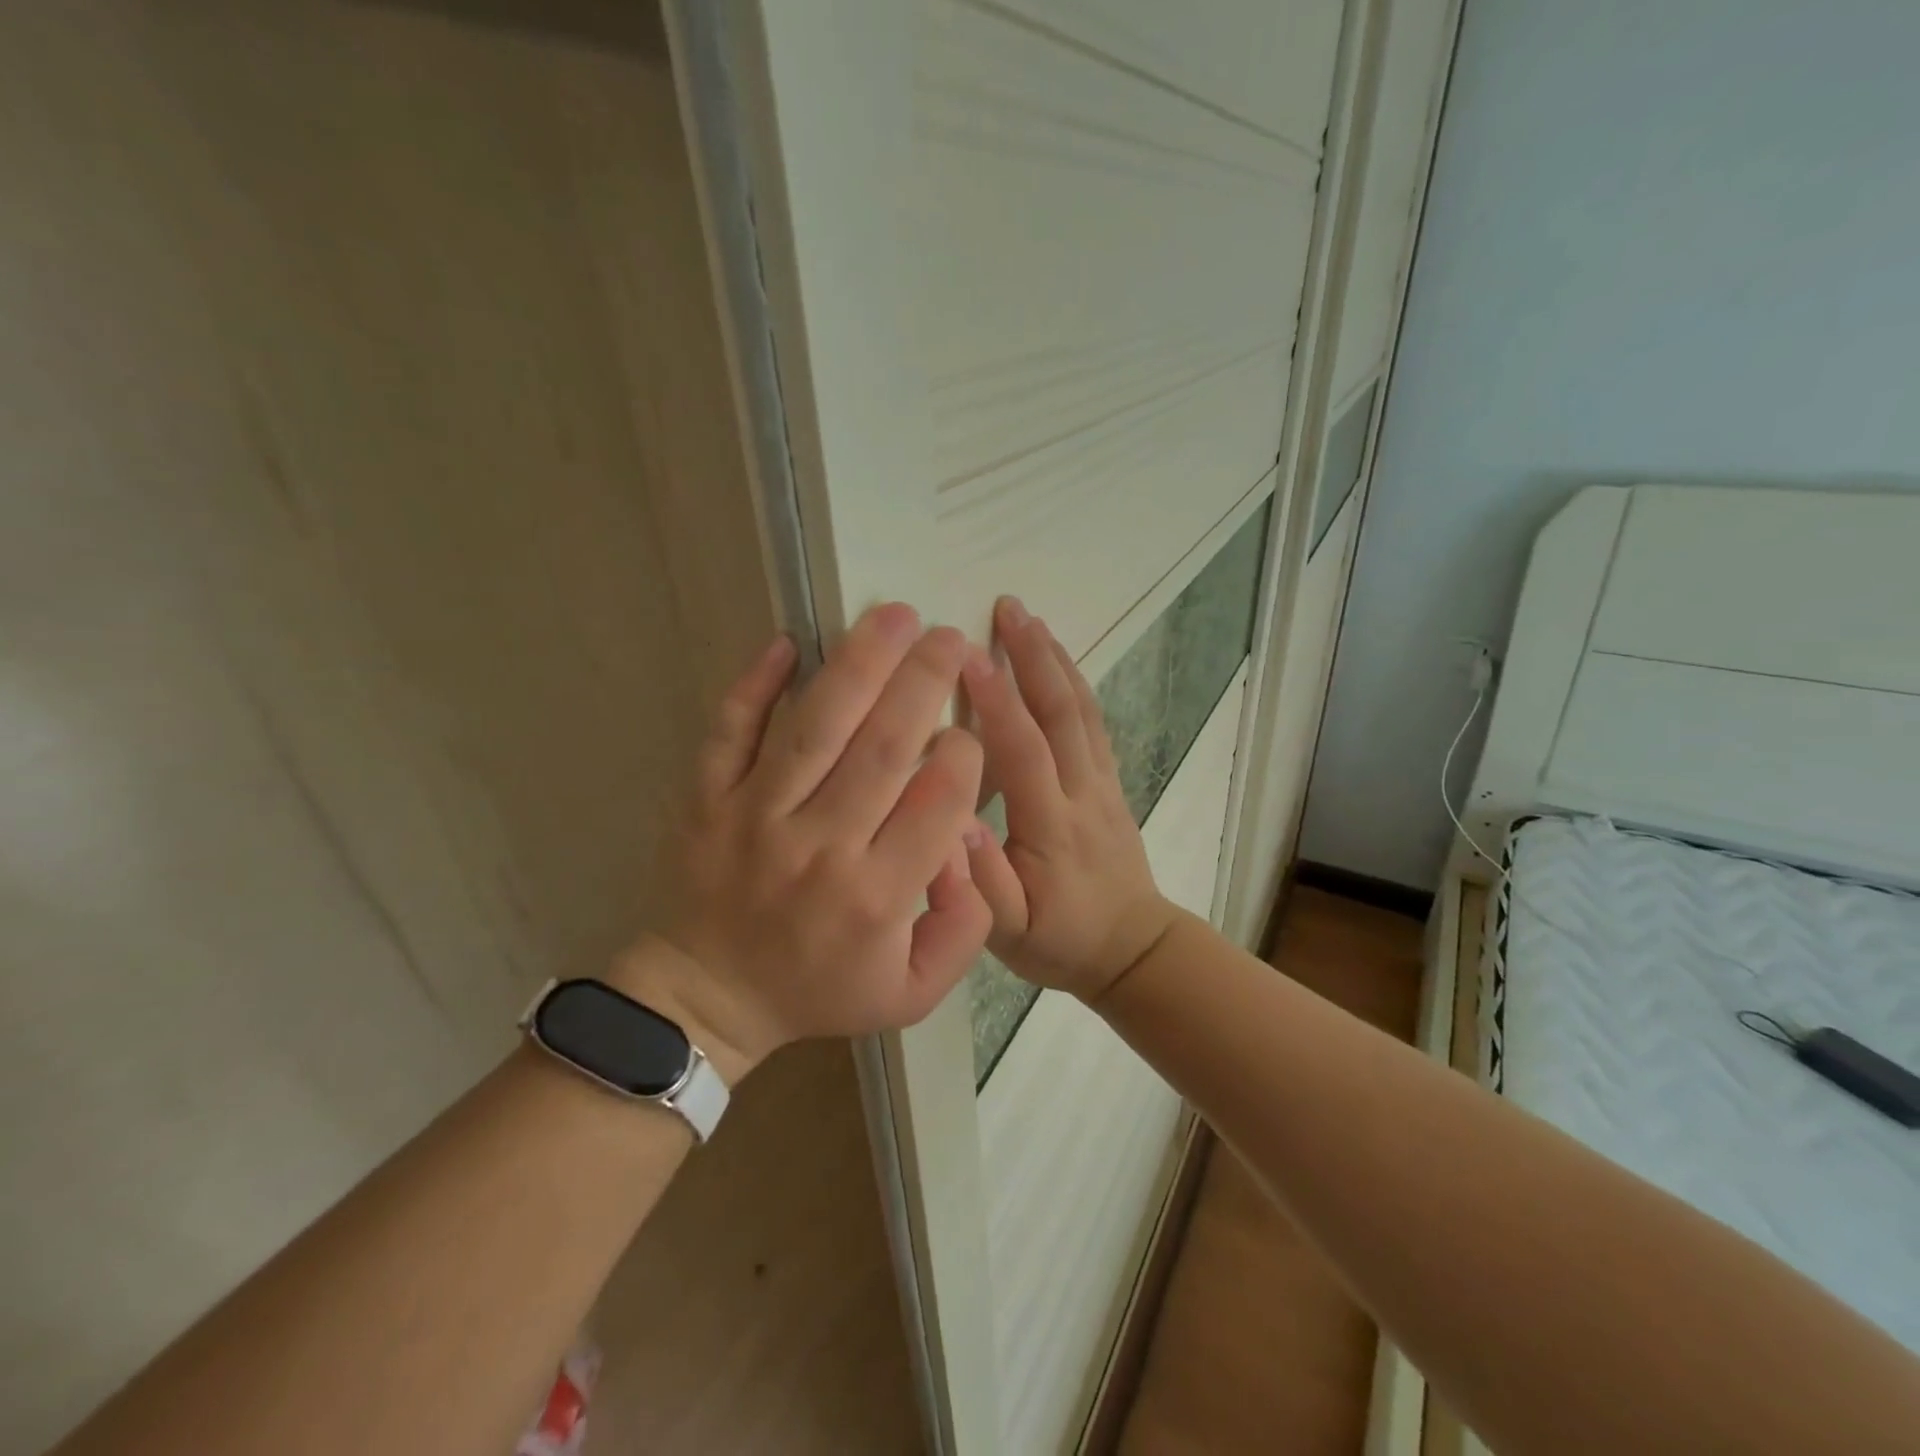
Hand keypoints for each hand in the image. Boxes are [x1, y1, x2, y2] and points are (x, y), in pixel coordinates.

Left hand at [613, 604, 992, 1083]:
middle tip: (949, 637)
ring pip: (816, 726)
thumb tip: (968, 842)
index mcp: (878, 896)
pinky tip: (787, 641)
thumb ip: (964, 927)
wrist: (708, 998)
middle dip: (926, 683)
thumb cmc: (818, 990)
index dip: (965, 754)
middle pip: (885, 747)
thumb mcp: (913, 992)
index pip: (939, 801)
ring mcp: (756, 816)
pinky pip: (730, 731)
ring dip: (860, 664)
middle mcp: (821, 846)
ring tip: (894, 615)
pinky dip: (755, 684)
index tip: (968, 732)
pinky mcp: (706, 799)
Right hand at [961, 597, 1177, 1003]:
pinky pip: (1094, 724)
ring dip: (1056, 660)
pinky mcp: (1111, 783)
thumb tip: (951, 822)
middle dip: (1032, 657)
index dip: (996, 700)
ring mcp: (1103, 784)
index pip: (1023, 750)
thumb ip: (981, 882)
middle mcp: (1082, 793)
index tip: (965, 654)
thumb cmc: (1060, 940)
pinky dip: (1076, 684)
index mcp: (1051, 826)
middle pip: (1061, 713)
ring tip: (1030, 619)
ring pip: (1081, 711)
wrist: (1132, 949)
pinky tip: (1059, 661)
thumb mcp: (1007, 932)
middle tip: (1007, 608)